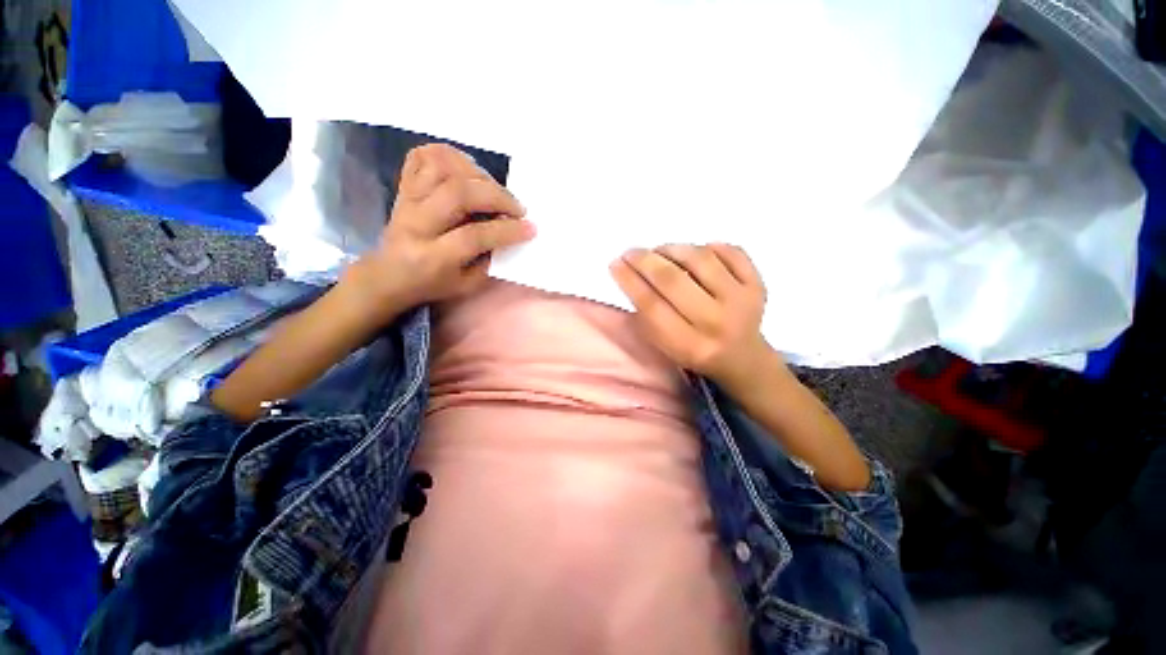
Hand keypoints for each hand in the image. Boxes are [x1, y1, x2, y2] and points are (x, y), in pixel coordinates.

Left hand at [343, 143, 534, 322]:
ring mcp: (407, 200)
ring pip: (441, 168)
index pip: (473, 236)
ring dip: (476, 173)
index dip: (506, 230)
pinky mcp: (404, 187)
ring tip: (494, 188)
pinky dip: (449, 155)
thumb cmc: (431, 284)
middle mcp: (416, 223)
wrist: (388, 275)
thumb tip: (510, 233)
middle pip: (458, 194)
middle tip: (517, 208)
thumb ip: (489, 261)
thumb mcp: (466, 286)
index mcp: (433, 257)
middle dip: (497, 197)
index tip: (529, 228)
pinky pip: (422, 157)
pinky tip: (468, 170)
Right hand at [610, 244, 772, 389]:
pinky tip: (696, 253)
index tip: (615, 264)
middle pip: (673, 280)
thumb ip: (647, 315)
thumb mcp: (665, 345)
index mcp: (689, 345)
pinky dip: (709, 246)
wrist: (741, 356)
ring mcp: (742, 301)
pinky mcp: (758, 285)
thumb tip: (629, 272)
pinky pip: (731, 252)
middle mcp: (716, 322)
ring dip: (673, 249)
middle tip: (631, 252)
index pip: (652, 306)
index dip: (630, 281)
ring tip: (660, 251)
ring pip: (701, 260)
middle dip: (645, 260)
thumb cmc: (694, 350)